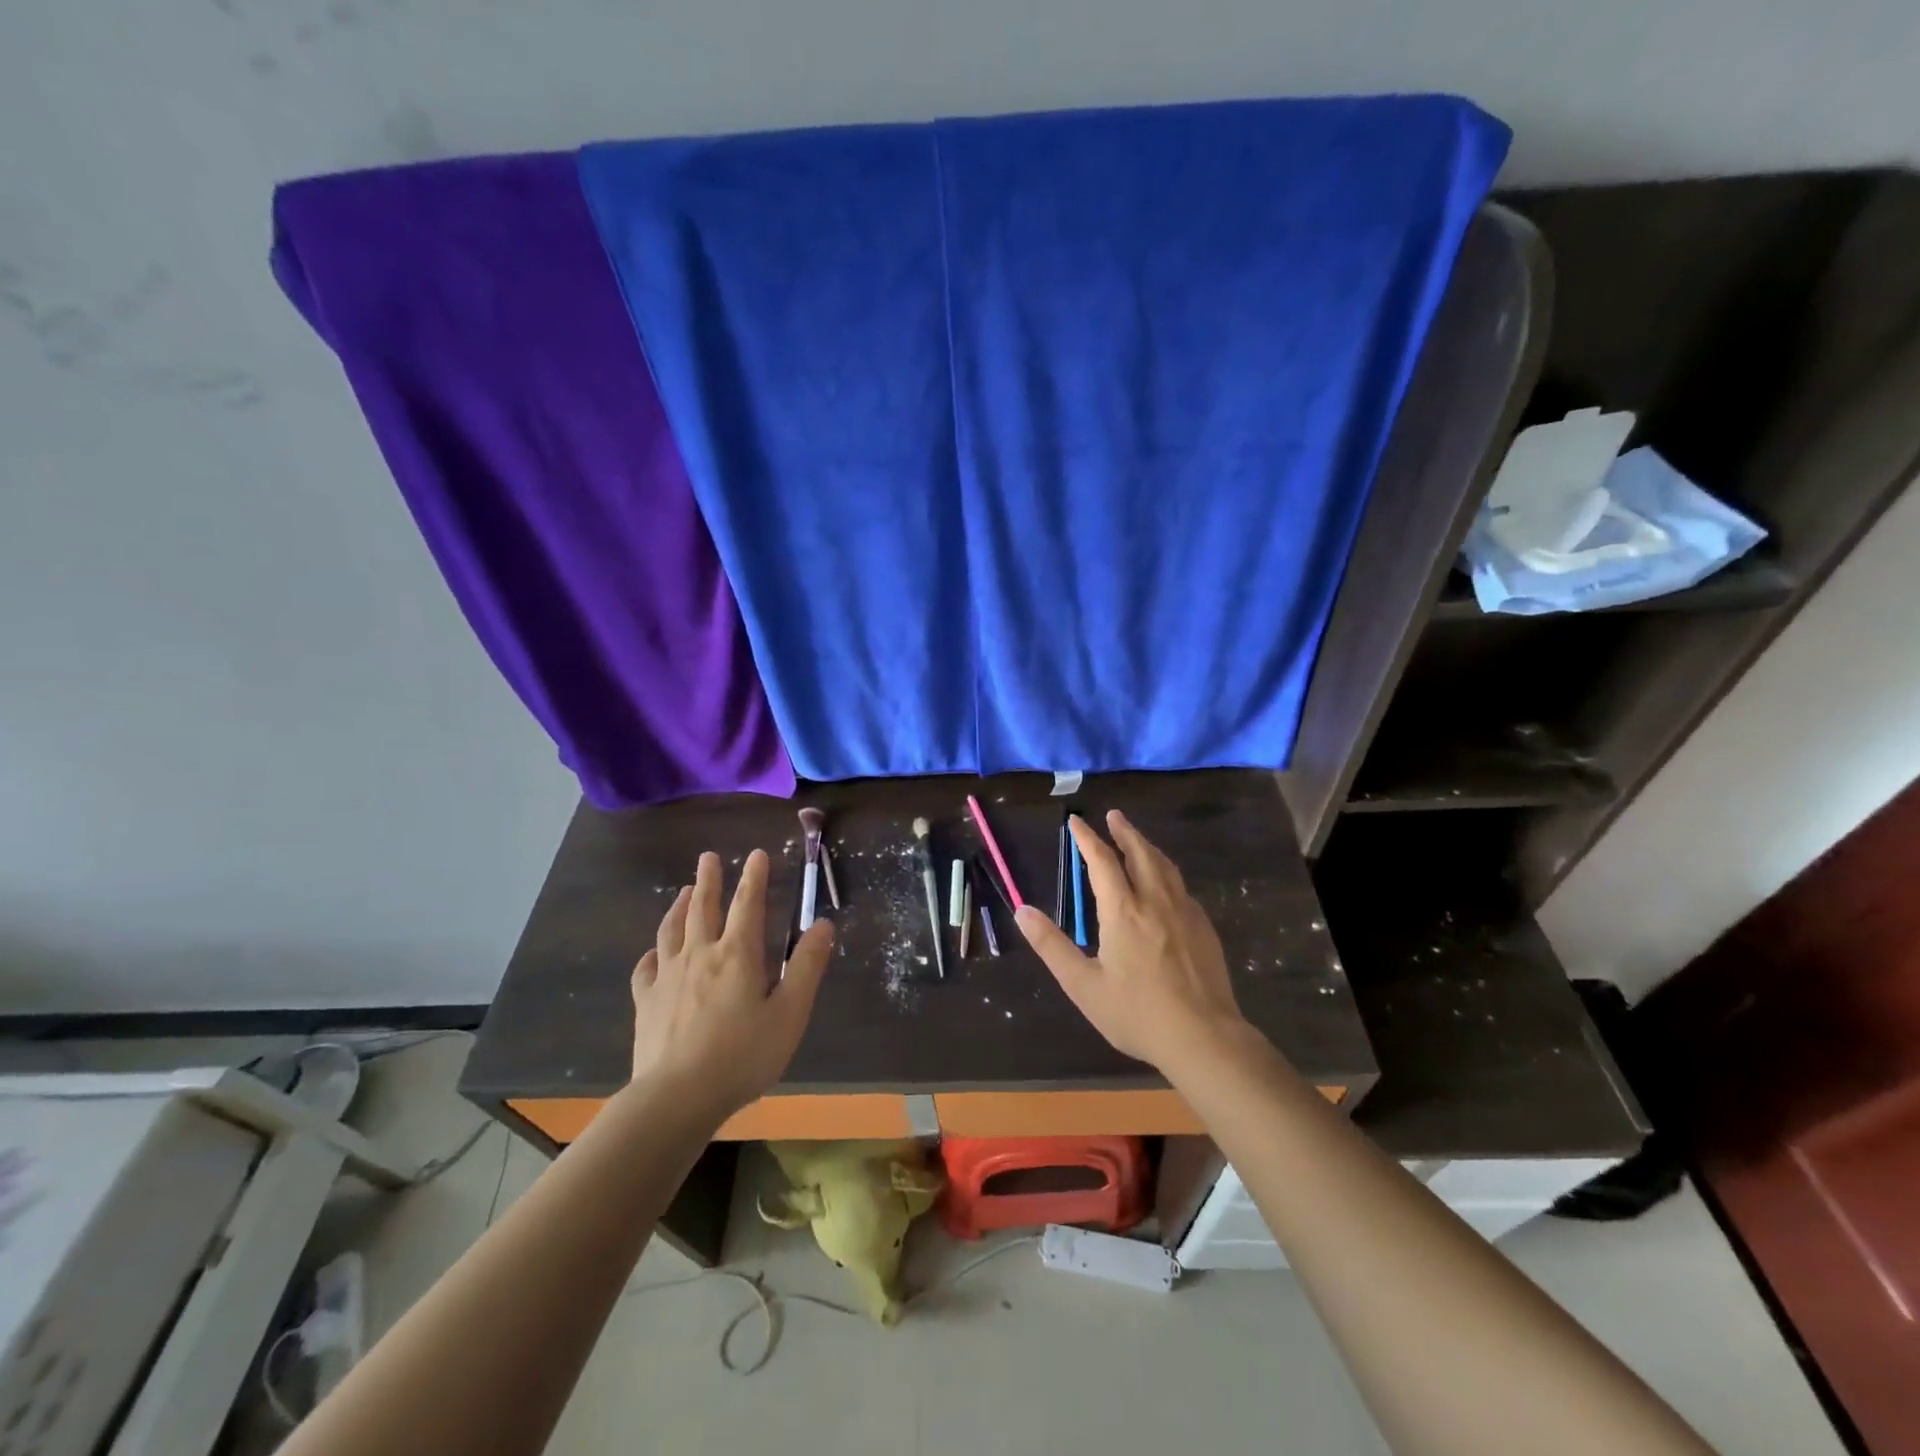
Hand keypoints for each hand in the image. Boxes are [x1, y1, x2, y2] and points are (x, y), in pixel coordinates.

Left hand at [629, 849, 832, 1118]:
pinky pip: (646, 968)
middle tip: (708, 857)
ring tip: (683, 892)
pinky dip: (652, 953)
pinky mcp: (646, 1002)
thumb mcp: (790, 1014)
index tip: (756, 854)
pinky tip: (654, 953)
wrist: (676, 1098)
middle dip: (708, 880)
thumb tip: (823, 925)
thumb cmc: (742, 1056)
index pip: (748, 905)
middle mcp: (700, 955)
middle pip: (703, 908)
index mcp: (737, 955)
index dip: (754, 877)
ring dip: (679, 907)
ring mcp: (668, 977)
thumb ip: (807, 967)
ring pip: (672, 930)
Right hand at [1015, 811, 1251, 1076]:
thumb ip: (1052, 946)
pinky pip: (1181, 887)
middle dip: (1124, 832)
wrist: (1204, 1037)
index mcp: (1124, 911)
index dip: (1088, 838)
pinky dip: (1166, 872)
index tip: (1077, 821)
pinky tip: (1165, 884)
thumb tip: (1022, 911)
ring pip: (1165, 867)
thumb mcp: (1083, 985)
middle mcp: (1155, 901)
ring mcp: (1185, 913)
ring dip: (1148, 847)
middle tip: (1114, 816)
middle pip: (1140, 853)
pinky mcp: (1204, 928)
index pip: (1102, 861)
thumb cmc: (1137, 1013)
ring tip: (1137, 840)